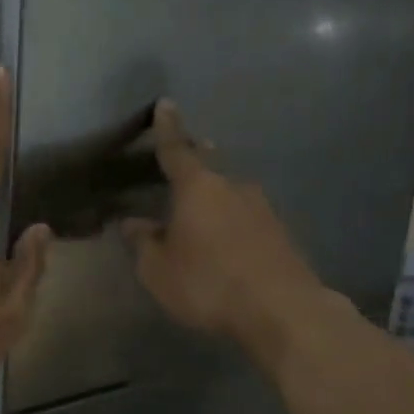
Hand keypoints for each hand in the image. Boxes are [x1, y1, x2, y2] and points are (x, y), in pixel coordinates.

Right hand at [122, 100, 329, 365]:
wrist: (281, 309)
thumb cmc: (208, 283)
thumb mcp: (158, 270)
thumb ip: (143, 243)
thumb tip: (133, 222)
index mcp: (198, 188)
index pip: (176, 150)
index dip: (167, 129)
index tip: (165, 104)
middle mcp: (232, 187)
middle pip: (209, 168)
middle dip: (196, 161)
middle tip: (185, 156)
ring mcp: (262, 208)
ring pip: (230, 195)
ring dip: (214, 199)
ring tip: (200, 215)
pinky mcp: (279, 233)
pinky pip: (246, 219)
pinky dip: (231, 224)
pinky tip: (225, 243)